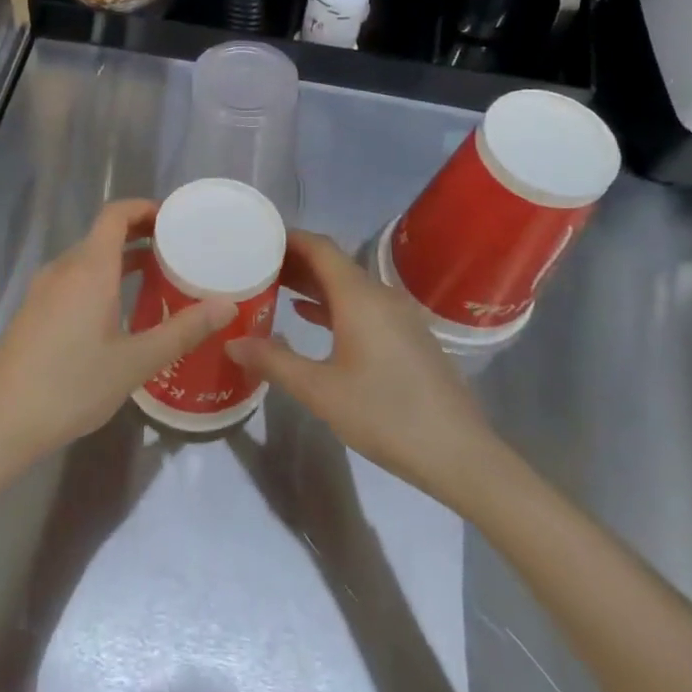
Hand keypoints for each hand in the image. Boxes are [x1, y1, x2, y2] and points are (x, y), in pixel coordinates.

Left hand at [0, 200, 235, 475]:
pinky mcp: (33, 311)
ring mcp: (43, 289)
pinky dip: (101, 279)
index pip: (115, 215)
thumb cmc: (71, 385)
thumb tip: (227, 305)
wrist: (0, 421)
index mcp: (89, 269)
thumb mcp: (135, 362)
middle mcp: (63, 269)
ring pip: (87, 259)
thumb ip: (182, 330)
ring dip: (121, 260)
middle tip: (179, 252)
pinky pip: (73, 280)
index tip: (175, 219)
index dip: (144, 208)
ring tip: (157, 279)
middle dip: (140, 236)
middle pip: (102, 235)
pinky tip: (119, 312)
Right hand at [227, 229, 499, 502]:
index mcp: (360, 297)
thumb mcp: (320, 391)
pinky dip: (333, 304)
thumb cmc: (385, 414)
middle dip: (294, 261)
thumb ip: (273, 362)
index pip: (320, 247)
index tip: (256, 237)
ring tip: (273, 288)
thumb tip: (232, 342)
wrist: (459, 454)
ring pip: (348, 287)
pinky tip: (309, 318)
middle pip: (333, 264)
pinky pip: (363, 306)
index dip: (288, 237)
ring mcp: (399, 317)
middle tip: (254, 265)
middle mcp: (381, 296)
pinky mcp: (407, 338)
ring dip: (312, 284)